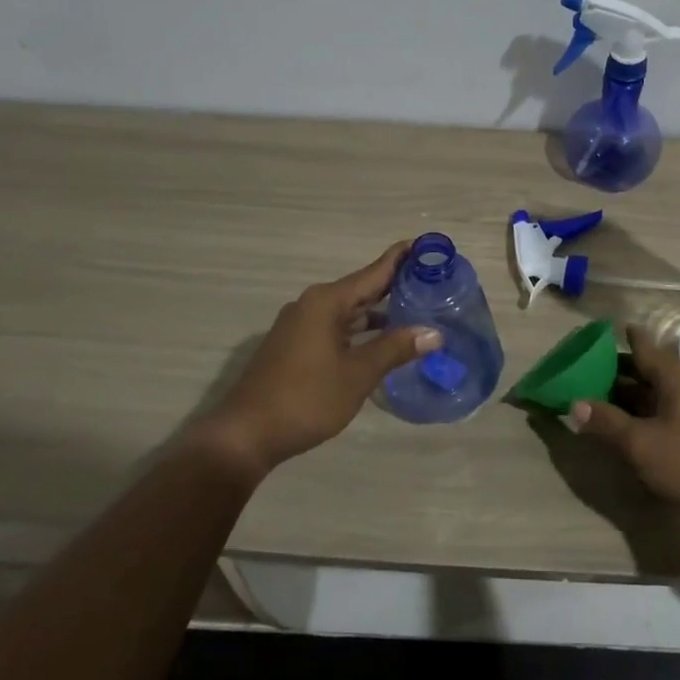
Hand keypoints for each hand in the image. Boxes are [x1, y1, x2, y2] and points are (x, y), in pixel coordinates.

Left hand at [192, 242, 439, 477]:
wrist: (246, 434)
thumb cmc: (306, 398)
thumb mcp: (358, 374)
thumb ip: (395, 349)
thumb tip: (434, 333)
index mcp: (327, 301)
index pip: (374, 271)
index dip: (401, 258)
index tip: (428, 245)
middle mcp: (313, 305)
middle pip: (362, 288)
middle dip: (395, 285)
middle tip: (434, 281)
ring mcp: (301, 326)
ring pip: (349, 311)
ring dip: (379, 312)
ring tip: (416, 311)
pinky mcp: (296, 346)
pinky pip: (336, 327)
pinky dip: (361, 330)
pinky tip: (382, 342)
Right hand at [570, 325, 679, 546]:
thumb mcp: (641, 445)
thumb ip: (607, 422)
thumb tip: (574, 403)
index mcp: (674, 377)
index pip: (642, 345)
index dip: (619, 338)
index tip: (593, 334)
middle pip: (645, 368)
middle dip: (614, 369)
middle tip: (582, 370)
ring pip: (652, 392)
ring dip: (625, 394)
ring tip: (594, 397)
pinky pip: (661, 410)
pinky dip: (640, 412)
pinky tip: (622, 425)